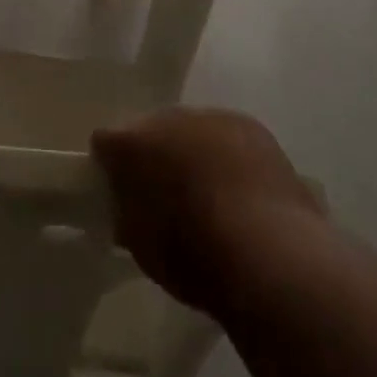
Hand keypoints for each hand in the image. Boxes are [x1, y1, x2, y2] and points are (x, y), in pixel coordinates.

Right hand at [93, 108, 325, 312]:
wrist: (270, 256)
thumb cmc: (195, 259)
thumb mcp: (144, 249)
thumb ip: (128, 216)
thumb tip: (129, 208)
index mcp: (130, 144)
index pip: (106, 143)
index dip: (111, 168)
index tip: (121, 195)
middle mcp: (165, 118)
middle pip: (152, 131)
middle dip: (156, 156)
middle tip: (167, 195)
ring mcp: (210, 117)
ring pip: (191, 131)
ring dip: (193, 152)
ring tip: (210, 194)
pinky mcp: (250, 126)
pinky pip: (227, 137)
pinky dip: (228, 156)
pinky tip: (242, 189)